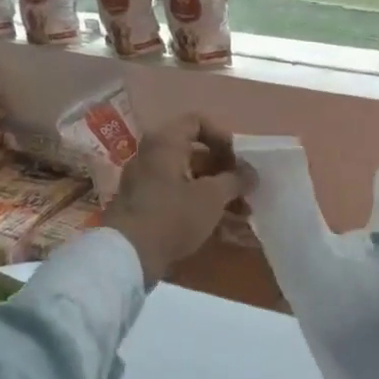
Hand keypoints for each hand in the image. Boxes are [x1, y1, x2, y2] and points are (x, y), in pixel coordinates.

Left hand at [103, 114, 255, 285]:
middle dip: (224, 171)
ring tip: (241, 213)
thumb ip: (235, 180)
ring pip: (188, 178)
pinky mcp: (144, 207)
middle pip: (194, 153)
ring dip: (216, 192)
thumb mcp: (212, 196)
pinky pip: (177, 197)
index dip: (222, 137)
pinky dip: (199, 206)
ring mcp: (145, 183)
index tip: (237, 160)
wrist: (127, 256)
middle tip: (244, 189)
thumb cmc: (173, 216)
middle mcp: (151, 156)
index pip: (197, 122)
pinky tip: (222, 228)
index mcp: (165, 143)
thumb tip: (251, 173)